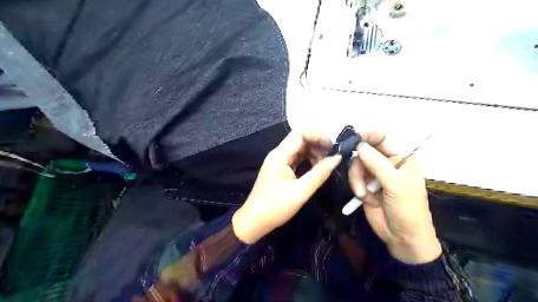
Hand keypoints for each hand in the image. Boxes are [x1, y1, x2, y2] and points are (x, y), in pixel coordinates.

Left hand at [231, 131, 339, 244]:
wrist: (254, 221)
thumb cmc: (275, 207)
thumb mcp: (301, 192)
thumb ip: (320, 174)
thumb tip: (337, 158)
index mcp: (280, 155)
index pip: (300, 133)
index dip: (318, 135)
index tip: (333, 145)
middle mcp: (279, 154)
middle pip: (301, 139)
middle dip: (318, 143)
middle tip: (334, 154)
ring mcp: (279, 161)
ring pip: (300, 148)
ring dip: (315, 152)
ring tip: (328, 163)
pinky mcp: (281, 169)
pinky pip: (297, 158)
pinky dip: (309, 160)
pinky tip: (318, 167)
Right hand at [349, 133, 440, 263]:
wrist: (402, 238)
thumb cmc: (407, 209)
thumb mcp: (395, 185)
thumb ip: (377, 164)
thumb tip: (359, 145)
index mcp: (402, 156)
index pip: (383, 136)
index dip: (368, 134)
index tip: (351, 139)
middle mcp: (387, 161)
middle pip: (364, 150)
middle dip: (359, 166)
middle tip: (359, 181)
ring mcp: (375, 173)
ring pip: (356, 165)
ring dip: (356, 179)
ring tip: (362, 194)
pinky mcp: (365, 184)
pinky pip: (353, 177)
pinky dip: (356, 187)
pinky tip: (364, 198)